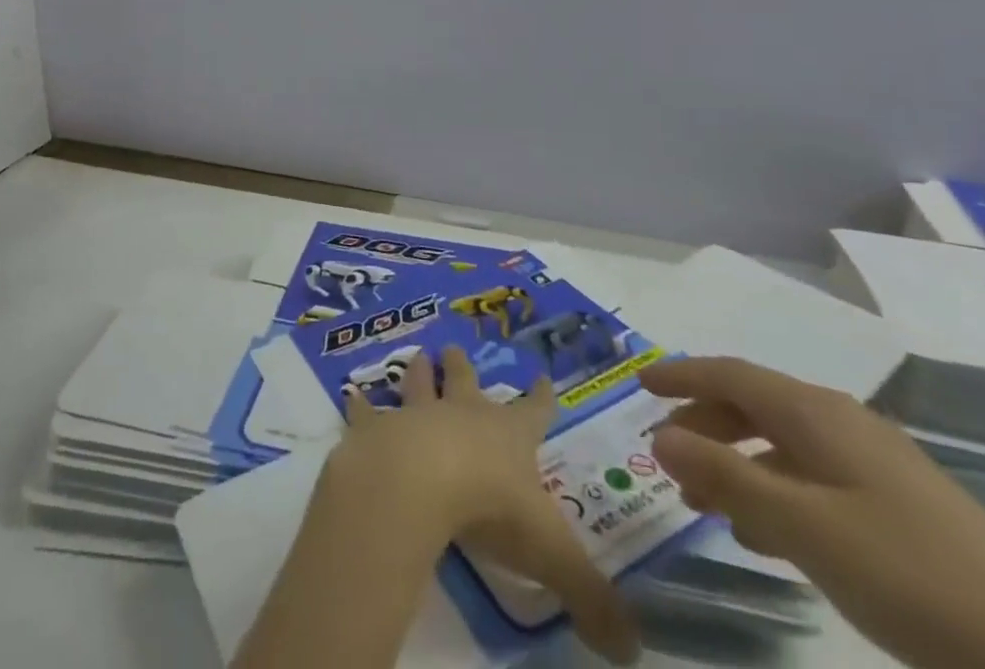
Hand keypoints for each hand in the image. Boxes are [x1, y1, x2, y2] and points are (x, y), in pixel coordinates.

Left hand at [326, 347, 638, 664]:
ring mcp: (417, 415)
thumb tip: (633, 650)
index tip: (544, 376)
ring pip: (418, 385)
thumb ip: (592, 598)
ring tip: (417, 355)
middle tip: (455, 347)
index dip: (542, 397)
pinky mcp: (378, 429)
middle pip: (466, 382)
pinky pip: (366, 413)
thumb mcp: (552, 556)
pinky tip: (351, 395)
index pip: (534, 411)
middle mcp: (463, 415)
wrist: (419, 481)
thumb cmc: (490, 506)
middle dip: (463, 367)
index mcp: (508, 436)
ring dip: (418, 373)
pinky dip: (360, 406)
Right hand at [638, 357, 984, 668]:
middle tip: (666, 459)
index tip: (637, 383)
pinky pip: (815, 481)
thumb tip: (658, 434)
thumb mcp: (803, 526)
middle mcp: (842, 423)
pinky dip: (776, 494)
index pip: (730, 374)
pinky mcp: (902, 510)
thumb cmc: (911, 575)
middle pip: (754, 405)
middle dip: (704, 425)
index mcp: (816, 412)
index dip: (681, 374)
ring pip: (784, 446)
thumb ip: (726, 476)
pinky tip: (771, 538)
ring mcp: (877, 466)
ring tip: (706, 505)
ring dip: (737, 465)